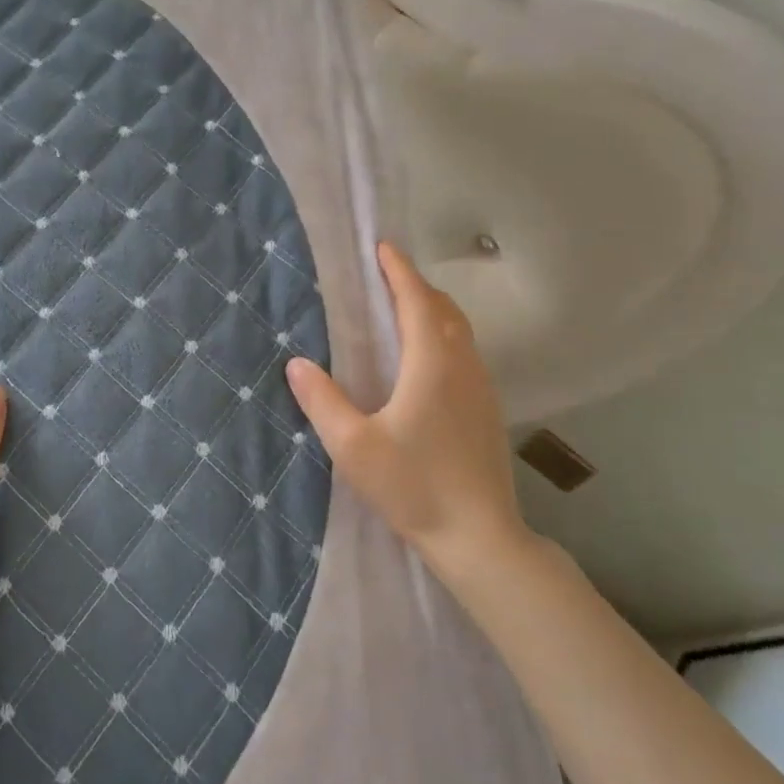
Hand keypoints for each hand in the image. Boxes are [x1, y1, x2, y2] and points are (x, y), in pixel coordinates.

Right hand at [284, 242, 539, 590]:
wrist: (479, 536)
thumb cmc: (414, 486)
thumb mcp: (354, 446)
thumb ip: (323, 401)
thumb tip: (297, 363)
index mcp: (432, 364)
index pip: (417, 301)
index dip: (399, 271)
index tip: (382, 247)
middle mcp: (463, 366)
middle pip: (444, 309)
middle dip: (416, 286)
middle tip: (386, 277)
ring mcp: (481, 389)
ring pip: (459, 332)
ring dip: (432, 310)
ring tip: (402, 310)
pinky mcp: (487, 411)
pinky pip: (465, 354)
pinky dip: (443, 336)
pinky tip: (425, 361)